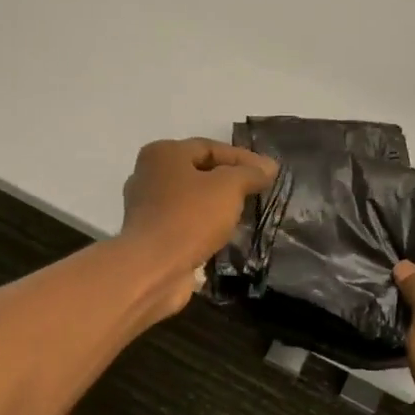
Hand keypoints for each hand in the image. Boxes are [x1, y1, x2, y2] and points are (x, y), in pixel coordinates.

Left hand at [120, 138, 278, 311]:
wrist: (153, 268)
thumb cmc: (190, 217)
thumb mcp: (228, 187)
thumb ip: (250, 173)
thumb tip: (269, 166)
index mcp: (163, 154)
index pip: (210, 147)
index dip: (243, 158)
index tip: (269, 172)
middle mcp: (148, 175)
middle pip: (198, 172)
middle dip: (229, 181)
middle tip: (257, 191)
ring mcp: (145, 207)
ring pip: (191, 199)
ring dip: (216, 205)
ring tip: (245, 214)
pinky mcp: (149, 236)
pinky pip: (183, 223)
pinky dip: (204, 226)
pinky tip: (224, 236)